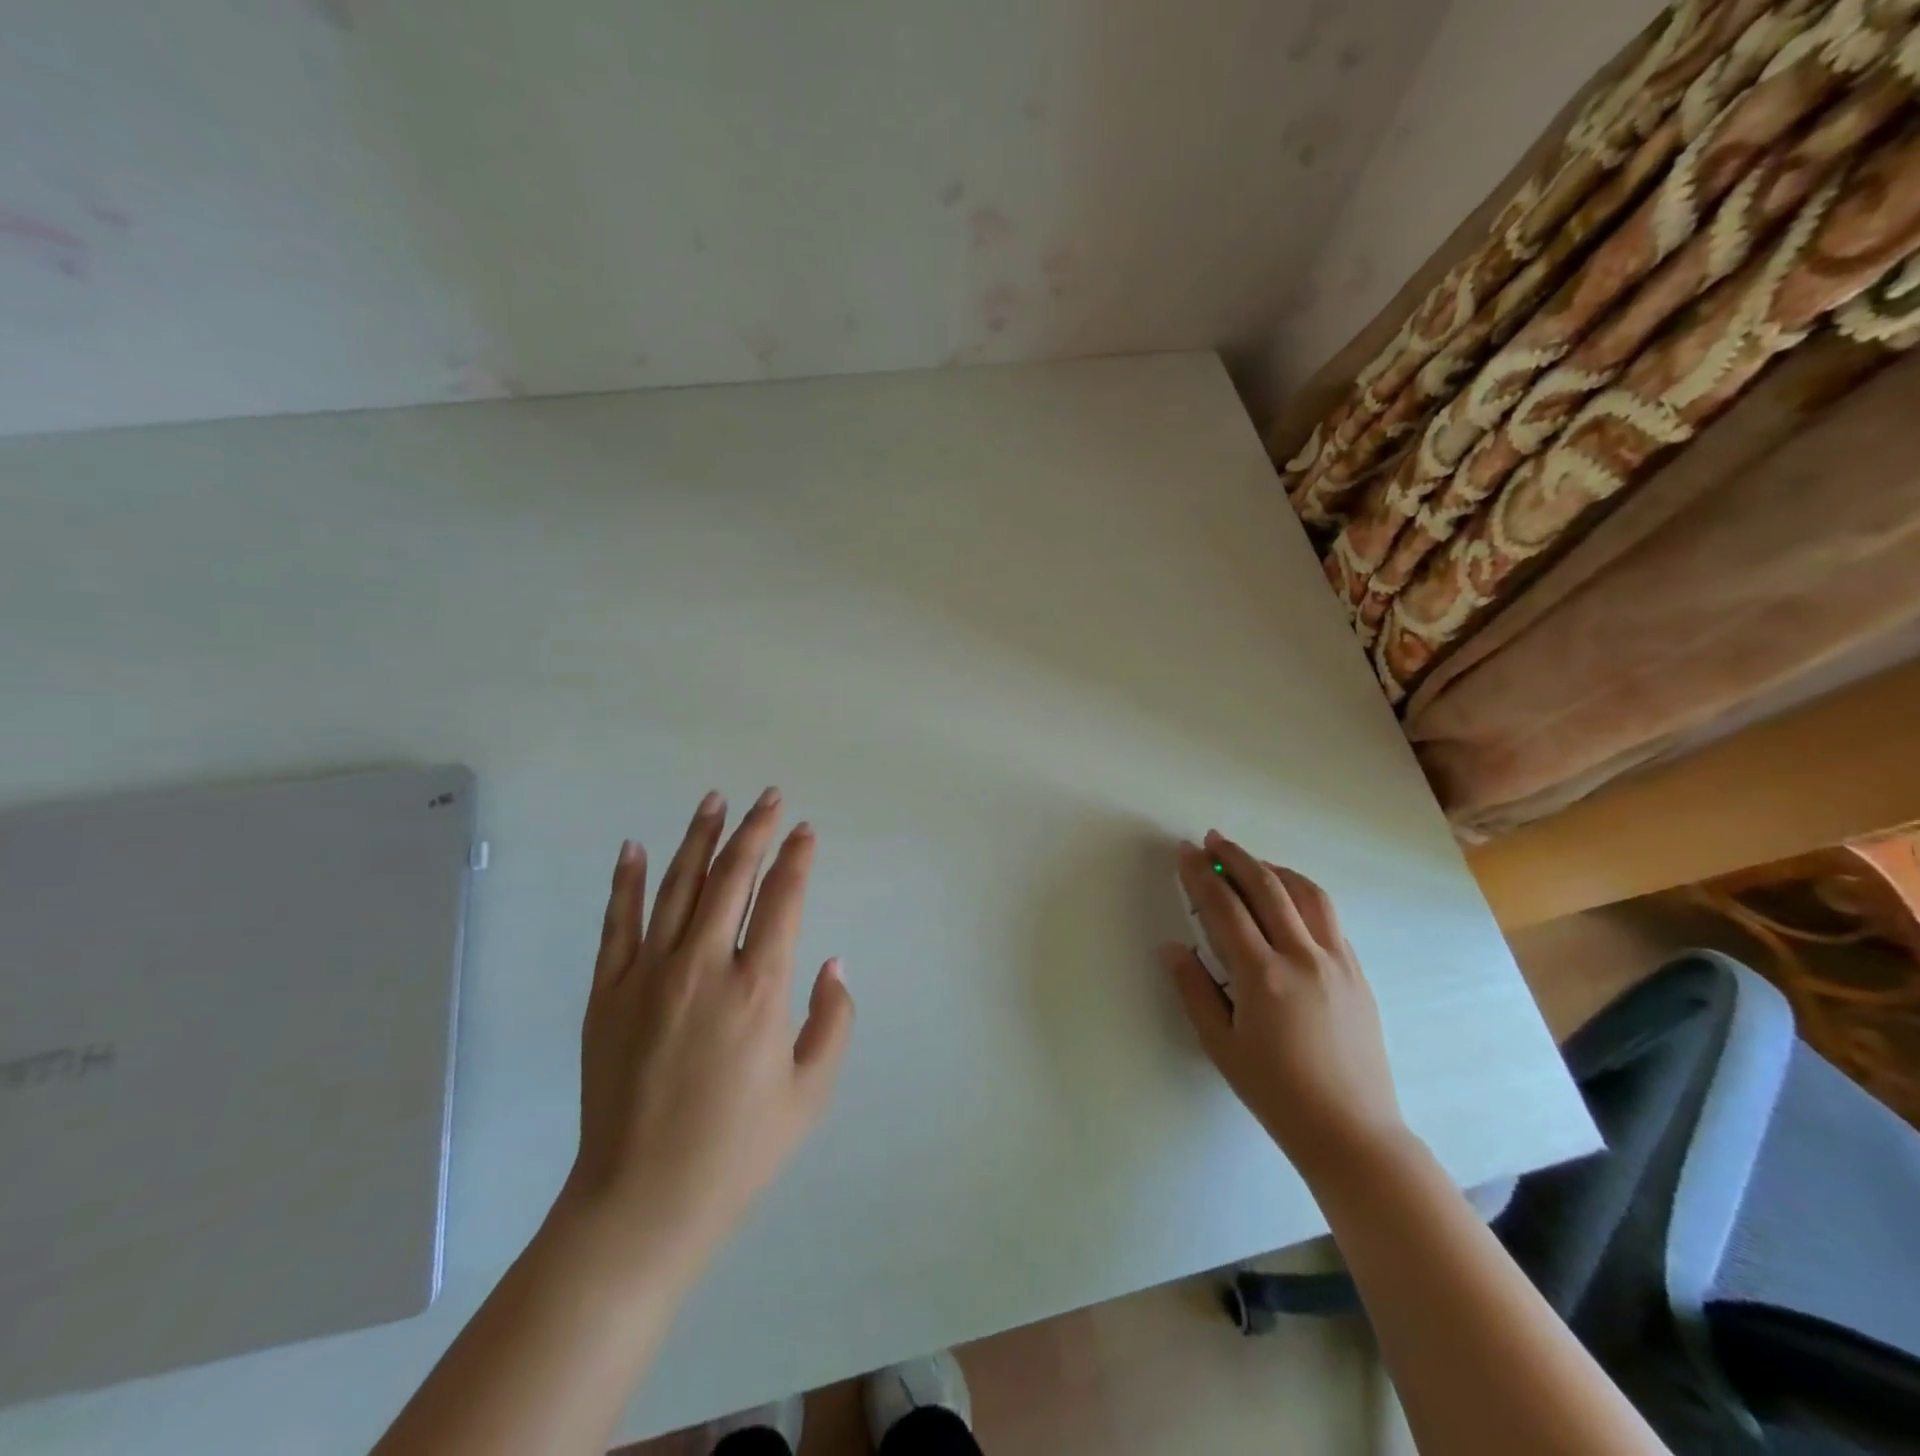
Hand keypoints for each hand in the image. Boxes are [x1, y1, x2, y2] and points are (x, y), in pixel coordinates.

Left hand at [559, 787, 854, 1275]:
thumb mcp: (811, 1092)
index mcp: (758, 989)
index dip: (797, 857)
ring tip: (714, 800)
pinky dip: (627, 881)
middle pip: (732, 877)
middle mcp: (704, 966)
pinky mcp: (608, 993)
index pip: (782, 898)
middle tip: (769, 797)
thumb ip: (833, 1019)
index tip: (805, 830)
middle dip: (755, 830)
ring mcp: (649, 975)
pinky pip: (618, 923)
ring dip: (699, 838)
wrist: (642, 1203)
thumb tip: (832, 961)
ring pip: (677, 886)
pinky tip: (635, 846)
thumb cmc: (738, 1150)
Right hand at [1163, 832, 1406, 1181]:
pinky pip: (1328, 917)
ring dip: (1273, 868)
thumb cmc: (1276, 1093)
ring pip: (1305, 893)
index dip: (1200, 875)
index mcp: (1262, 976)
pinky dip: (1302, 893)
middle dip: (1235, 857)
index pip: (1224, 907)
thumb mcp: (1220, 1046)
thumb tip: (1172, 947)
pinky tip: (1287, 899)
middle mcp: (1302, 957)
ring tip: (1250, 862)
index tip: (1184, 852)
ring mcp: (1336, 961)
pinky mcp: (1357, 972)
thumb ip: (1193, 990)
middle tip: (1212, 840)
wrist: (1352, 1131)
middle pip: (1266, 886)